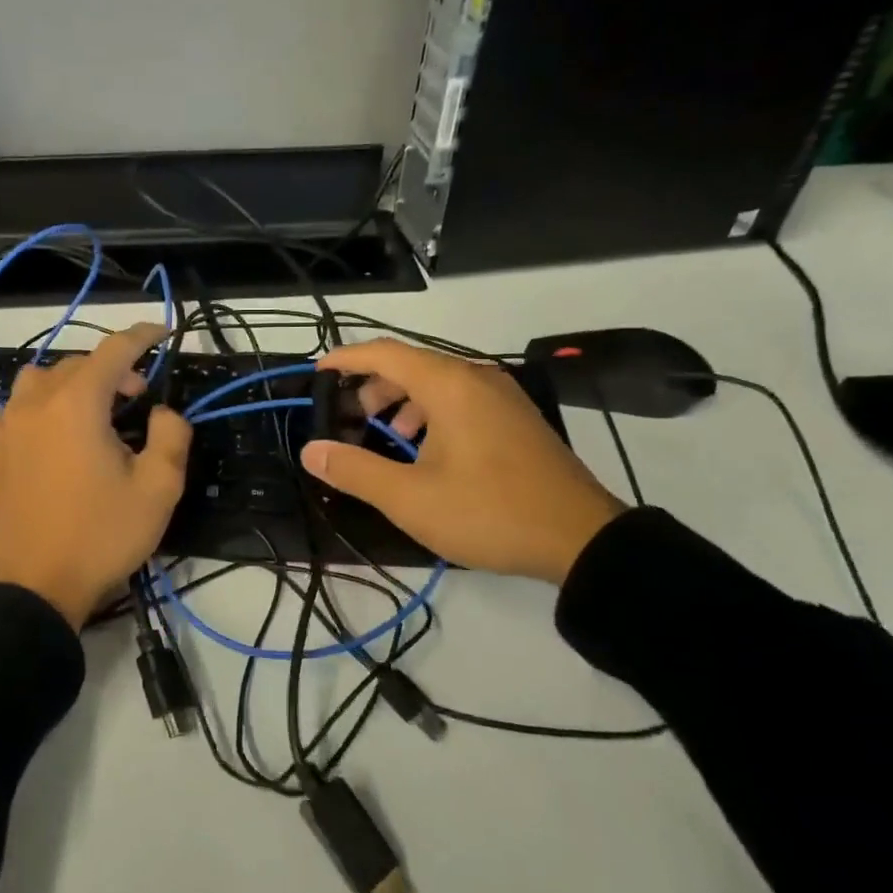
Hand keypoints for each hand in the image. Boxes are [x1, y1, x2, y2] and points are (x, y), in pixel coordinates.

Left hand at [0, 323, 191, 628]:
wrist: (40, 584)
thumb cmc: (103, 534)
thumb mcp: (159, 488)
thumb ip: (171, 436)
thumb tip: (162, 412)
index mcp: (78, 403)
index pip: (114, 349)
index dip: (143, 336)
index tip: (165, 332)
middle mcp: (38, 403)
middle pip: (79, 364)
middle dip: (115, 369)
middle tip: (141, 398)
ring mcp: (10, 426)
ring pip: (41, 379)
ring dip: (72, 383)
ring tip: (94, 410)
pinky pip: (10, 412)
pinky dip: (32, 409)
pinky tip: (45, 431)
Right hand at [299, 340, 625, 583]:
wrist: (581, 539)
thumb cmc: (488, 512)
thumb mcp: (410, 499)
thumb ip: (355, 470)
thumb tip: (312, 451)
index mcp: (449, 385)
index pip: (384, 353)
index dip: (345, 359)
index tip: (316, 373)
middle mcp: (476, 378)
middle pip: (411, 364)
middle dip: (372, 386)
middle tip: (349, 418)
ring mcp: (502, 397)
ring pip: (438, 383)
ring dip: (402, 401)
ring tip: (386, 436)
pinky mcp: (516, 418)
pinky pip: (461, 400)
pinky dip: (431, 412)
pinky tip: (426, 450)